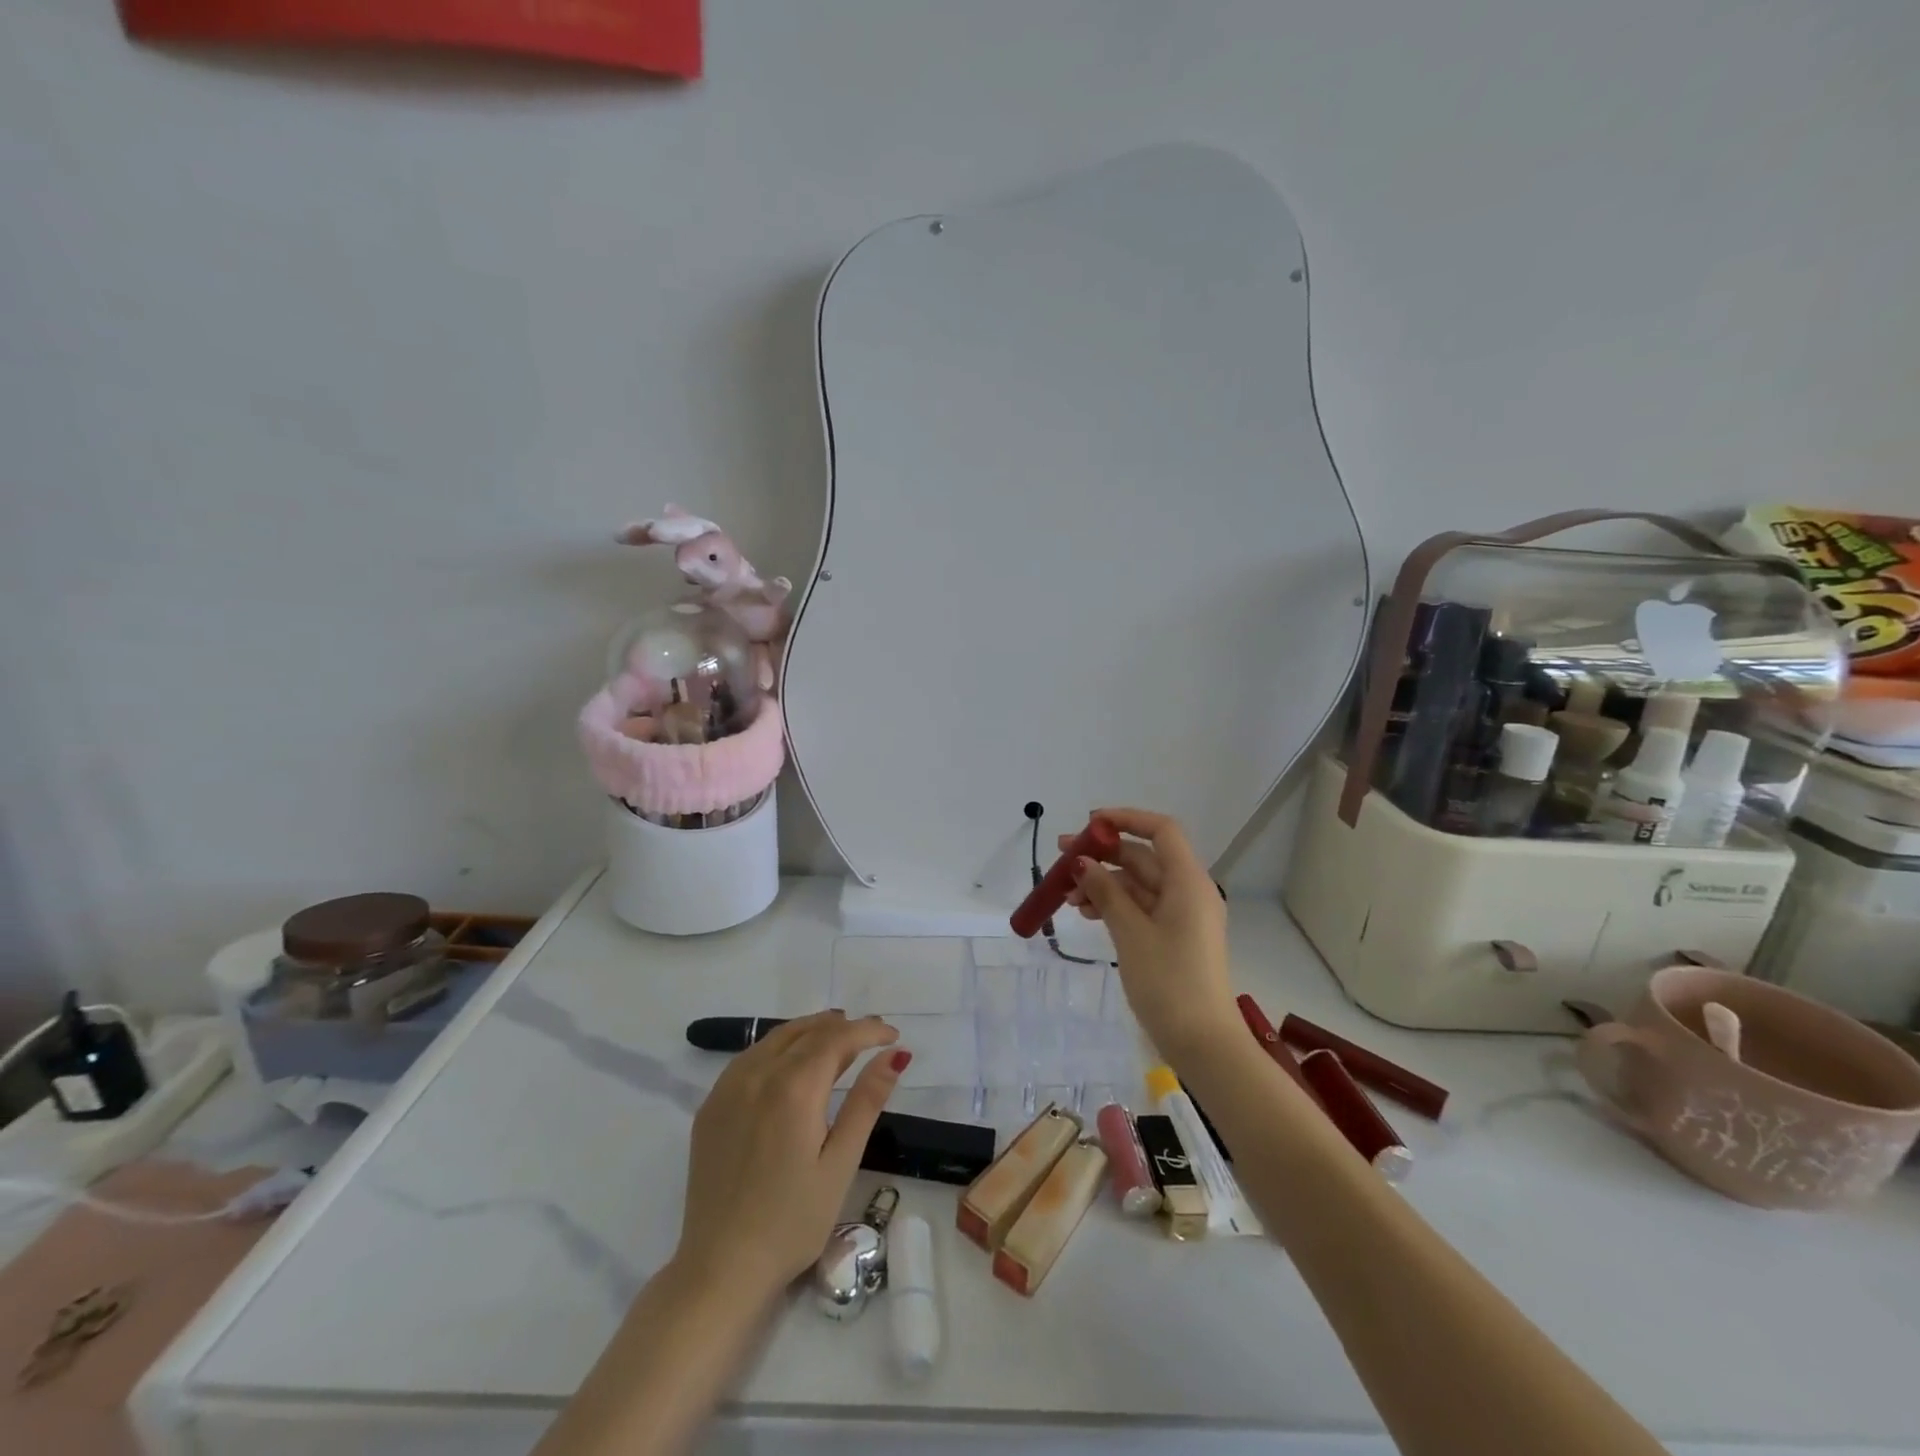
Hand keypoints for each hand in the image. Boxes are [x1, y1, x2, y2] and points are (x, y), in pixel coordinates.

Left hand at [674, 1011, 909, 1302]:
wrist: (721, 1269)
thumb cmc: (792, 1222)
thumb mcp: (840, 1163)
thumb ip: (867, 1101)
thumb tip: (895, 1054)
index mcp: (793, 1088)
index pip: (837, 1037)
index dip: (868, 1030)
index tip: (892, 1036)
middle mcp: (757, 1075)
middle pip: (806, 1032)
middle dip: (842, 1027)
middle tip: (871, 1038)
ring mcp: (728, 1088)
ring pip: (776, 1038)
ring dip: (810, 1032)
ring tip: (838, 1043)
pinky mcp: (711, 1106)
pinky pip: (751, 1057)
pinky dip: (779, 1048)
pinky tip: (792, 1065)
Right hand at [1061, 808, 1237, 1061]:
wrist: (1202, 1043)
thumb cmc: (1168, 981)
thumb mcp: (1130, 932)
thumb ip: (1106, 892)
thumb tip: (1083, 862)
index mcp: (1188, 881)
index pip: (1161, 830)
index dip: (1126, 819)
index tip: (1090, 824)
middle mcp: (1189, 891)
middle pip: (1144, 857)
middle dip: (1103, 856)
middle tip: (1062, 860)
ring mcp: (1182, 916)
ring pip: (1138, 884)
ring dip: (1104, 884)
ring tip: (1067, 897)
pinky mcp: (1175, 937)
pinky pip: (1141, 907)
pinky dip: (1115, 905)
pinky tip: (1087, 913)